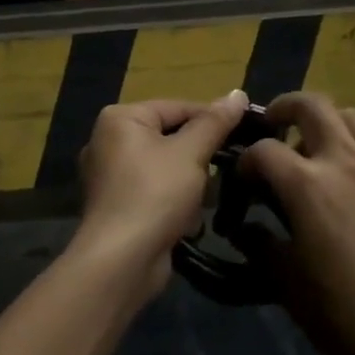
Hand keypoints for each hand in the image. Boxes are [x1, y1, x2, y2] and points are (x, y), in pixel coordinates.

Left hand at [72, 92, 250, 296]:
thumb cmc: (155, 194)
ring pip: (166, 168)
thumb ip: (215, 122)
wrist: (121, 261)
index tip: (245, 132)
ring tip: (202, 200)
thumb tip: (238, 93)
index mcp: (120, 119)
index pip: (177, 107)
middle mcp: (108, 141)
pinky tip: (186, 221)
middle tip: (226, 170)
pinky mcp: (117, 207)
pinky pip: (155, 193)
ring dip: (190, 185)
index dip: (213, 119)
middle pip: (171, 138)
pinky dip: (173, 204)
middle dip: (199, 158)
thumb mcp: (191, 152)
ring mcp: (110, 176)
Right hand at [239, 93, 354, 354]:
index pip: (263, 151)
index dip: (245, 162)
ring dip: (330, 120)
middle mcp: (345, 162)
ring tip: (320, 140)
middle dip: (284, 108)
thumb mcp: (288, 286)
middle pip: (311, 107)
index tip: (243, 182)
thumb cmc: (348, 316)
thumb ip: (260, 247)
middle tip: (274, 125)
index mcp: (306, 186)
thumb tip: (243, 228)